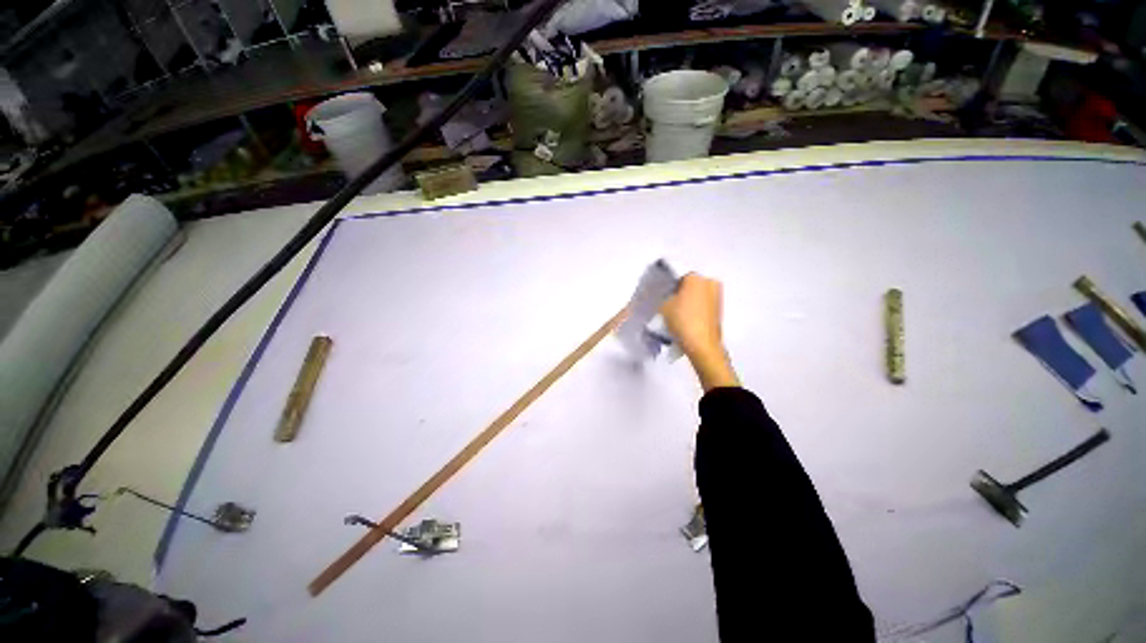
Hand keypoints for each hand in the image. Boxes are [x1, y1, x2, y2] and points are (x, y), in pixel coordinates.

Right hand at [661, 273, 739, 391]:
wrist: (702, 346)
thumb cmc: (682, 321)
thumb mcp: (663, 306)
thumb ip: (663, 295)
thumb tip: (665, 294)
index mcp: (696, 278)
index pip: (677, 276)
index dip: (666, 285)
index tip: (659, 295)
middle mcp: (709, 282)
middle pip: (687, 284)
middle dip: (677, 292)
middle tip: (665, 304)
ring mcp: (716, 296)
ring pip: (695, 295)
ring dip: (684, 301)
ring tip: (673, 314)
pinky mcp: (718, 310)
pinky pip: (700, 304)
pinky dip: (692, 309)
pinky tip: (683, 319)